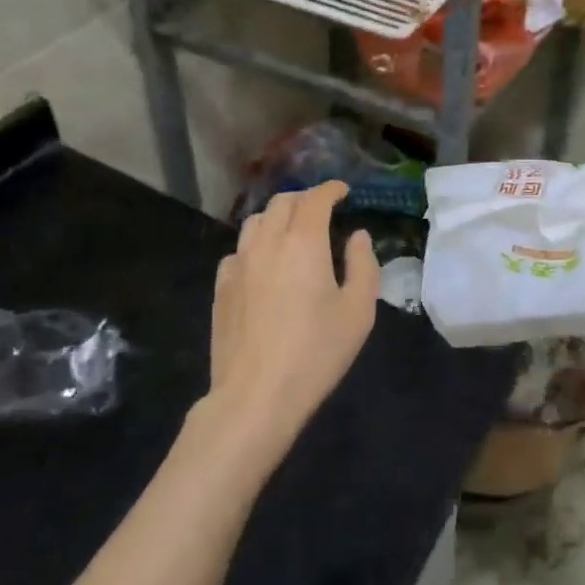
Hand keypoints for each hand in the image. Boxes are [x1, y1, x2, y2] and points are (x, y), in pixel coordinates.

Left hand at [201, 181, 379, 468]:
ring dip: (276, 216)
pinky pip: (238, 251)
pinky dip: (255, 245)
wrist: (256, 395)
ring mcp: (239, 263)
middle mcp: (268, 242)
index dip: (331, 189)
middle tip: (321, 209)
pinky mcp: (221, 287)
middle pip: (282, 202)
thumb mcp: (358, 311)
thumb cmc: (316, 352)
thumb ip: (363, 265)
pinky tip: (262, 264)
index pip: (315, 198)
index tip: (343, 191)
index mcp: (304, 241)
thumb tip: (357, 236)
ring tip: (290, 230)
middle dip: (304, 198)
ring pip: (255, 222)